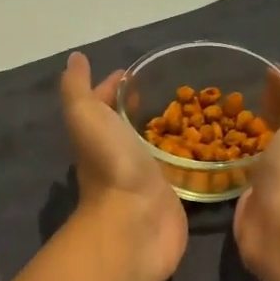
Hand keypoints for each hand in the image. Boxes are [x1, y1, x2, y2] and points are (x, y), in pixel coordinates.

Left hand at [60, 53, 188, 280]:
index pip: (103, 103)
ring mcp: (144, 177)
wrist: (135, 223)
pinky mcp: (169, 195)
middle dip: (141, 107)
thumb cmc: (111, 165)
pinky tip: (204, 144)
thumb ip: (78, 88)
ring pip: (153, 147)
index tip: (137, 71)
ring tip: (193, 109)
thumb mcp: (85, 116)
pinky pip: (177, 169)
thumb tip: (75, 58)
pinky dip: (185, 156)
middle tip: (171, 87)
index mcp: (97, 135)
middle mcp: (118, 155)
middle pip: (127, 125)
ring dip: (165, 131)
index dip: (113, 86)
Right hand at [233, 77, 279, 280]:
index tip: (265, 72)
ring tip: (234, 111)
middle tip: (247, 89)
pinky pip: (253, 163)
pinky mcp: (261, 192)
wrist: (279, 222)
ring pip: (272, 143)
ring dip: (258, 128)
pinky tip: (230, 140)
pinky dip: (245, 150)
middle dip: (274, 106)